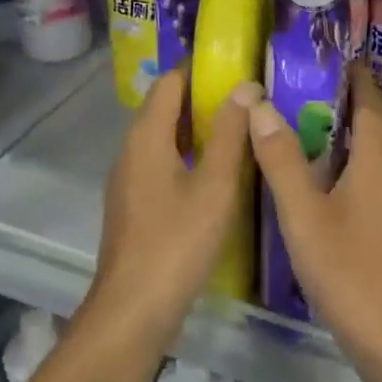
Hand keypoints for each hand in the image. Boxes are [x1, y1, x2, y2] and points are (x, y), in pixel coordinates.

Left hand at [90, 70, 255, 332]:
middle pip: (166, 109)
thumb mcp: (215, 185)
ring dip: (200, 133)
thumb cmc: (177, 242)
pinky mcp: (135, 207)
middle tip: (252, 104)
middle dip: (206, 101)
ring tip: (244, 135)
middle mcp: (131, 151)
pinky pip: (163, 166)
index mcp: (146, 137)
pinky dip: (190, 160)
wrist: (133, 310)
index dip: (202, 71)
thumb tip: (246, 86)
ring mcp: (129, 181)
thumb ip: (230, 133)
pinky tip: (220, 178)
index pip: (170, 82)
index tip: (241, 71)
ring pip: (166, 141)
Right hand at [246, 63, 381, 362]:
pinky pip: (379, 171)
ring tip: (310, 123)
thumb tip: (260, 105)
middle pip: (377, 119)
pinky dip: (356, 158)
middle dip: (349, 98)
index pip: (369, 97)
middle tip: (306, 86)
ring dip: (352, 129)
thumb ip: (281, 158)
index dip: (352, 74)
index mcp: (378, 155)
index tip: (325, 56)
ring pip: (379, 147)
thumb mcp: (303, 213)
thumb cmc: (348, 268)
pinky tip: (328, 175)